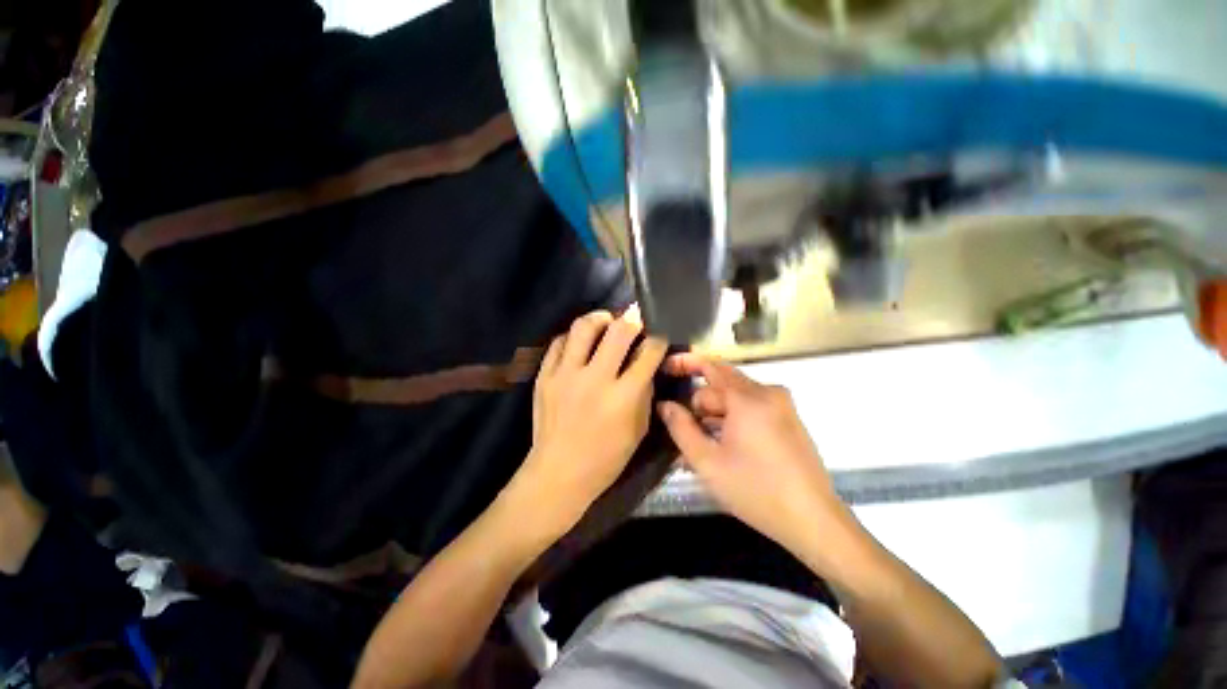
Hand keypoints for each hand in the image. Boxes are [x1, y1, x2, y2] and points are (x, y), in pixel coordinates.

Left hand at [512, 308, 668, 540]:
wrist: (558, 473)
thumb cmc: (605, 458)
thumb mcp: (639, 429)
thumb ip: (644, 392)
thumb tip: (645, 366)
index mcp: (623, 396)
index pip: (648, 354)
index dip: (658, 339)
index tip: (659, 335)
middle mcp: (595, 379)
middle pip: (618, 331)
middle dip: (632, 319)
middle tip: (635, 317)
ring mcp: (565, 375)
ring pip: (582, 328)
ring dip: (599, 318)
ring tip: (606, 321)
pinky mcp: (545, 377)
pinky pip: (558, 343)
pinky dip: (572, 337)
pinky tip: (580, 342)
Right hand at [657, 354, 850, 557]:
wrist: (814, 521)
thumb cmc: (756, 490)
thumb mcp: (707, 461)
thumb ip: (680, 427)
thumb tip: (665, 404)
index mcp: (748, 398)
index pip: (710, 366)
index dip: (685, 363)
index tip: (664, 368)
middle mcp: (767, 393)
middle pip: (721, 386)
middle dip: (698, 405)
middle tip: (681, 431)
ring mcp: (781, 406)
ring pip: (735, 400)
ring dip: (713, 417)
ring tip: (697, 447)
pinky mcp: (788, 420)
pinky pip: (750, 411)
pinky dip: (731, 422)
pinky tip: (720, 448)